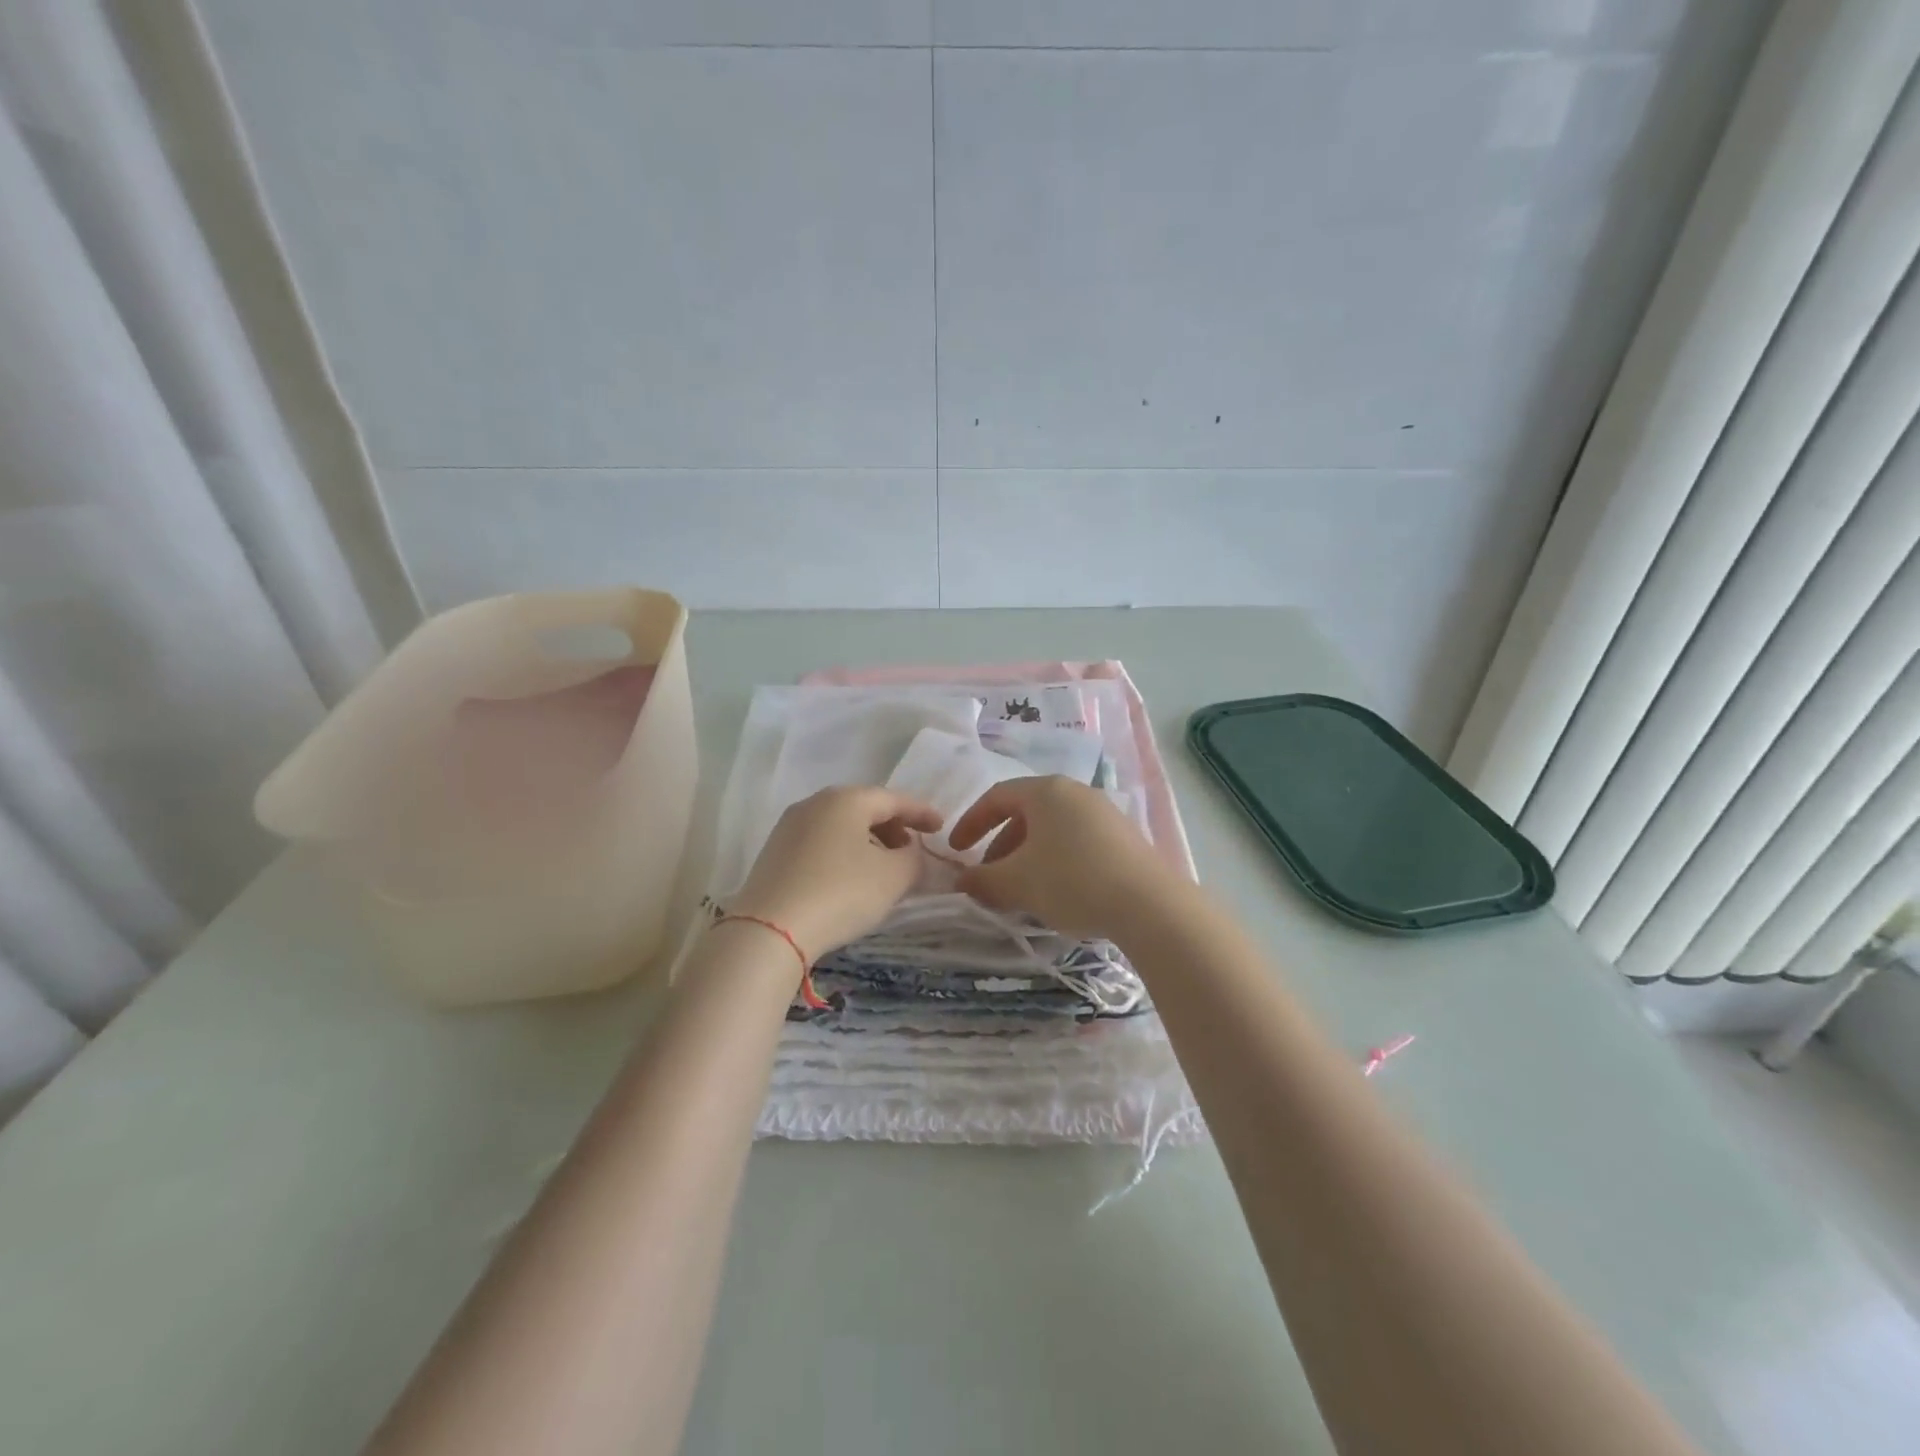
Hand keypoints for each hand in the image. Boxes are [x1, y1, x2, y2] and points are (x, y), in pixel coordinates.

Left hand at [730, 787, 941, 961]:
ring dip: (868, 842)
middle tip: (911, 851)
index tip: (941, 827)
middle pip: (865, 808)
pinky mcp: (774, 852)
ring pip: (841, 826)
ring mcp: (790, 826)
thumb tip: (911, 852)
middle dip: (893, 827)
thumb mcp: (894, 877)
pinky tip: (850, 878)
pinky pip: (821, 843)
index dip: (921, 813)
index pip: (894, 799)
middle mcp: (815, 803)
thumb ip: (914, 858)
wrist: (770, 930)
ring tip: (883, 868)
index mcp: (847, 799)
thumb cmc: (841, 893)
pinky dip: (843, 853)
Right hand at [948, 776, 1179, 941]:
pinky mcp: (1124, 837)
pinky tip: (1057, 893)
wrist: (1148, 905)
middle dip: (1000, 847)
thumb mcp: (1018, 883)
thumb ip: (982, 880)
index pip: (996, 797)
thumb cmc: (1071, 881)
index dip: (971, 823)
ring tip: (1020, 891)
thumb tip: (961, 881)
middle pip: (1025, 813)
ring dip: (1027, 857)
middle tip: (989, 878)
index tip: (955, 850)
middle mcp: (1075, 792)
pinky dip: (1055, 861)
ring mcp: (1103, 813)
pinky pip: (1076, 842)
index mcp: (1046, 791)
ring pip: (1051, 830)